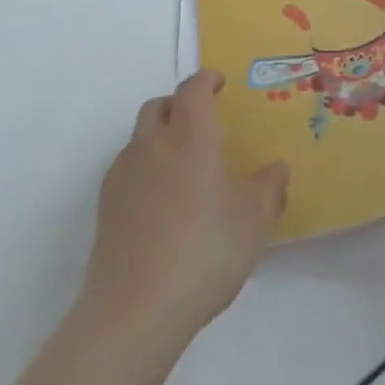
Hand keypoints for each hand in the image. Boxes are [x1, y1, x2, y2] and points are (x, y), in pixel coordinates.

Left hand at [82, 70, 288, 356]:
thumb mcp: (253, 222)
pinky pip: (128, 168)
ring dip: (160, 137)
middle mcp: (152, 142)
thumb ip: (269, 189)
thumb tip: (277, 168)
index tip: (218, 82)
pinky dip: (146, 168)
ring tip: (182, 167)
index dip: (206, 80)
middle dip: (179, 105)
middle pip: (160, 106)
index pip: (193, 90)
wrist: (137, 304)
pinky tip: (161, 202)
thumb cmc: (206, 251)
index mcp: (190, 136)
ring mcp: (124, 171)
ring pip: (141, 136)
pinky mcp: (107, 202)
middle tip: (201, 123)